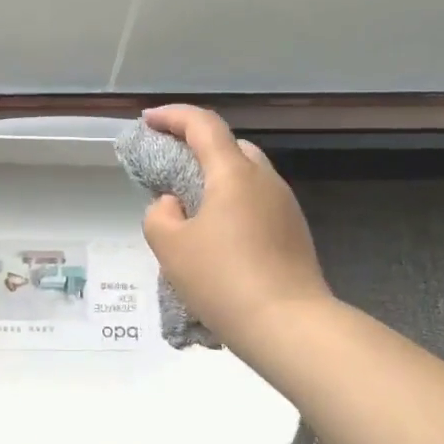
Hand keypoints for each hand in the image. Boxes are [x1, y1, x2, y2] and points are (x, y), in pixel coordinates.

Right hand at [139, 105, 331, 357]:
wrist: (290, 326)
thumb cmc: (223, 280)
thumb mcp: (170, 247)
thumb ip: (159, 215)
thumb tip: (172, 204)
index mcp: (234, 173)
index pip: (203, 125)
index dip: (172, 116)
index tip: (148, 121)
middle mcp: (265, 180)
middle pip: (230, 146)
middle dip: (197, 147)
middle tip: (170, 166)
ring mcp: (285, 206)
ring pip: (246, 177)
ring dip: (216, 180)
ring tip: (190, 208)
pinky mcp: (294, 233)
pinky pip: (257, 204)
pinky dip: (233, 205)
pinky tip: (218, 237)